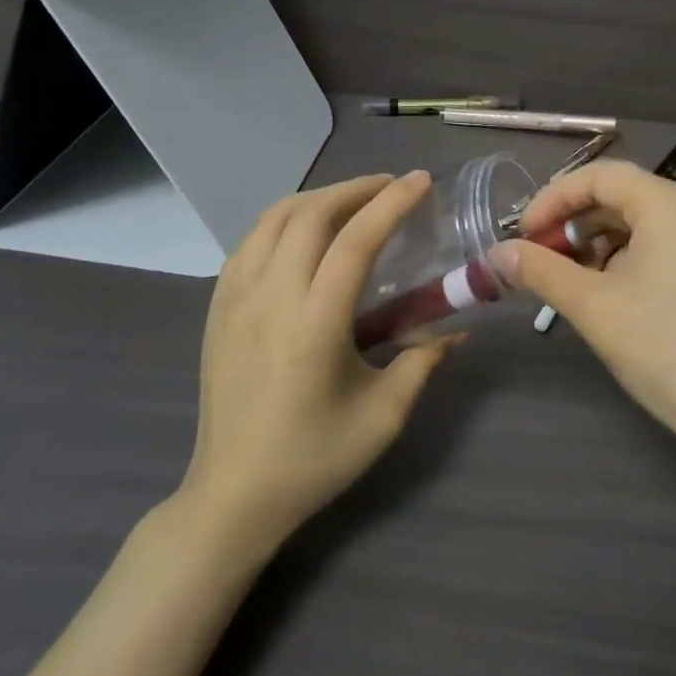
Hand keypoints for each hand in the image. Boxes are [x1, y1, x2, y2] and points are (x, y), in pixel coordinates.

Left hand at [178, 172, 453, 547]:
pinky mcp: (218, 307)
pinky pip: (250, 242)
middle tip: (389, 187)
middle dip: (355, 189)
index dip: (391, 203)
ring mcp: (236, 298)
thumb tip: (458, 331)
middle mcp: (271, 297)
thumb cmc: (313, 458)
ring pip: (273, 219)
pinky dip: (282, 221)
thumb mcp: (383, 417)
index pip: (356, 240)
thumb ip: (423, 363)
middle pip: (310, 214)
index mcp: (314, 323)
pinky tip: (302, 233)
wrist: (233, 494)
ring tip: (350, 201)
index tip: (420, 181)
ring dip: (316, 199)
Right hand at [494, 161, 675, 466]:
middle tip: (535, 256)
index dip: (552, 198)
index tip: (521, 234)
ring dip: (593, 240)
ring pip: (636, 220)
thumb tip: (496, 253)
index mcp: (669, 204)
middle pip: (618, 194)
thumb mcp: (594, 307)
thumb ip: (542, 271)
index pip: (598, 175)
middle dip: (571, 221)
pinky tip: (600, 288)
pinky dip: (621, 255)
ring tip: (563, 276)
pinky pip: (656, 242)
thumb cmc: (665, 350)